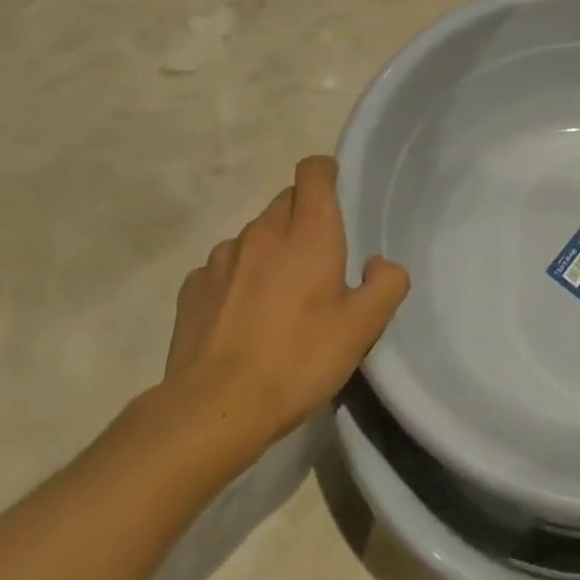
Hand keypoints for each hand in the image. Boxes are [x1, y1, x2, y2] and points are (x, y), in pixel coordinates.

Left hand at [160, 156, 409, 451]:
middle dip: (304, 217)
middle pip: (286, 201)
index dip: (326, 173)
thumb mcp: (363, 327)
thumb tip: (377, 263)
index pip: (313, 170)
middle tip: (320, 260)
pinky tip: (243, 318)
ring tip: (279, 296)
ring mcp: (222, 257)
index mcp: (308, 231)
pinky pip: (224, 267)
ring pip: (255, 235)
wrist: (215, 408)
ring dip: (271, 250)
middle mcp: (263, 231)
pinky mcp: (192, 287)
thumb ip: (387, 283)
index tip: (337, 193)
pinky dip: (238, 279)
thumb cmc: (299, 359)